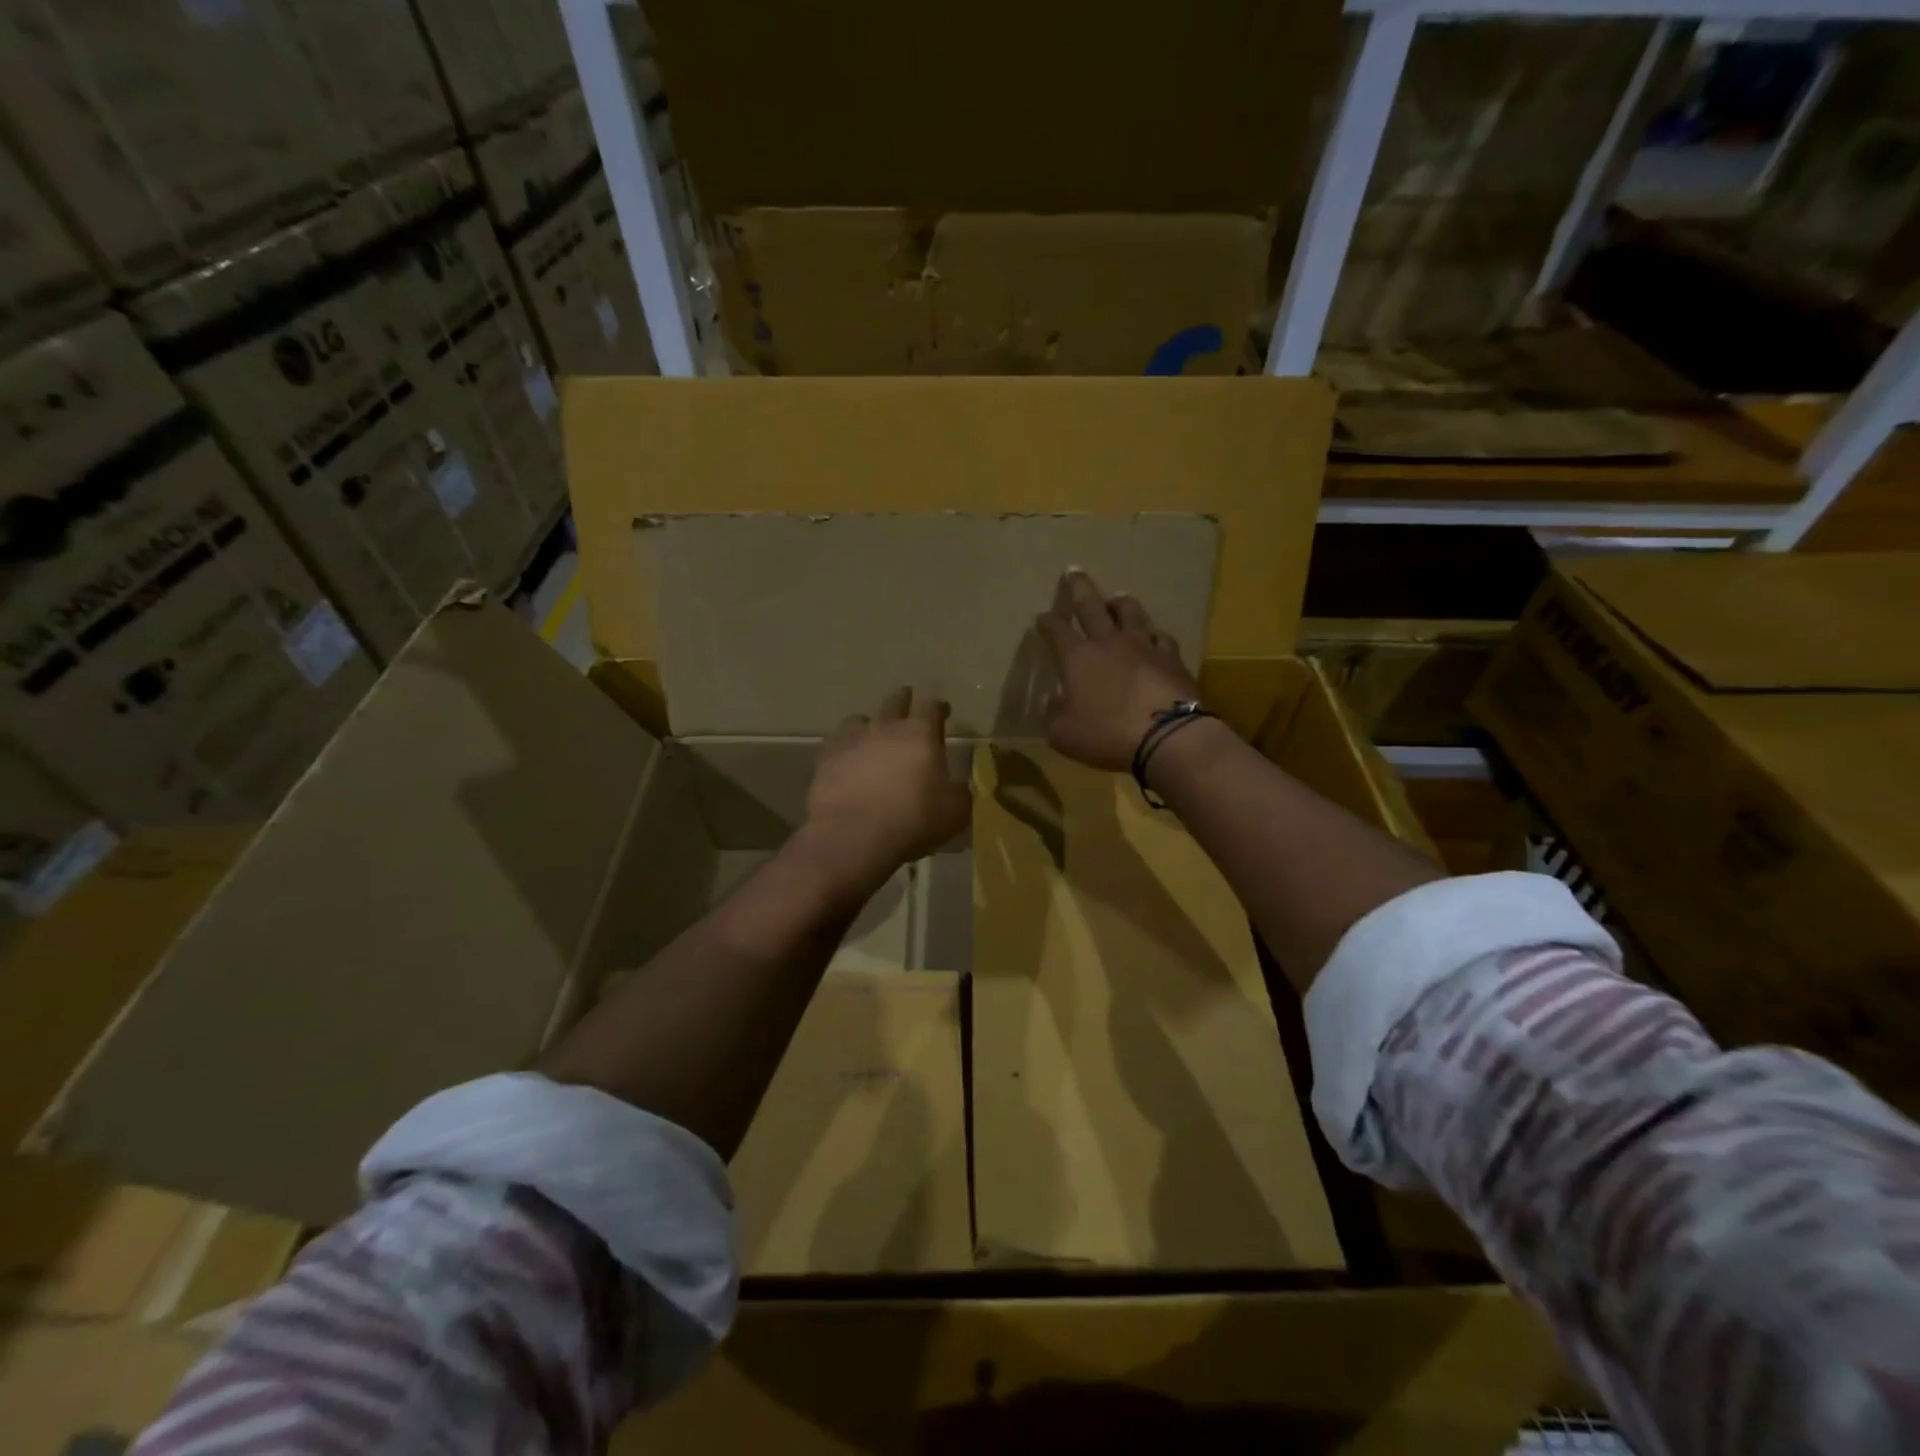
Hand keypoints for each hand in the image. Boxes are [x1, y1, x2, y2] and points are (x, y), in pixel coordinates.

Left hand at [804, 687, 971, 880]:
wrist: (853, 835)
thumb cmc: (912, 820)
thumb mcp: (954, 812)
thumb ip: (960, 793)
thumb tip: (960, 786)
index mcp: (920, 734)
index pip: (932, 707)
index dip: (939, 707)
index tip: (943, 710)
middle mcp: (885, 727)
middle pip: (894, 702)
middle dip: (903, 700)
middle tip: (907, 701)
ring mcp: (851, 740)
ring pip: (859, 719)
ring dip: (869, 724)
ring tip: (871, 733)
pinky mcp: (825, 758)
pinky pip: (836, 744)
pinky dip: (845, 748)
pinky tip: (846, 759)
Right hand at [1036, 570, 1200, 771]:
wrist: (1167, 737)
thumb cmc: (1106, 734)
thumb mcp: (1062, 734)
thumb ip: (1054, 714)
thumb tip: (1054, 700)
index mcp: (1077, 657)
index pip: (1056, 630)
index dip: (1047, 622)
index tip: (1041, 617)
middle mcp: (1109, 642)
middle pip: (1091, 606)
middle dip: (1079, 588)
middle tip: (1073, 571)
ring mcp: (1144, 647)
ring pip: (1130, 613)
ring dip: (1120, 603)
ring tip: (1117, 597)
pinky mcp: (1172, 659)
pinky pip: (1160, 638)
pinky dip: (1152, 635)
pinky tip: (1153, 636)